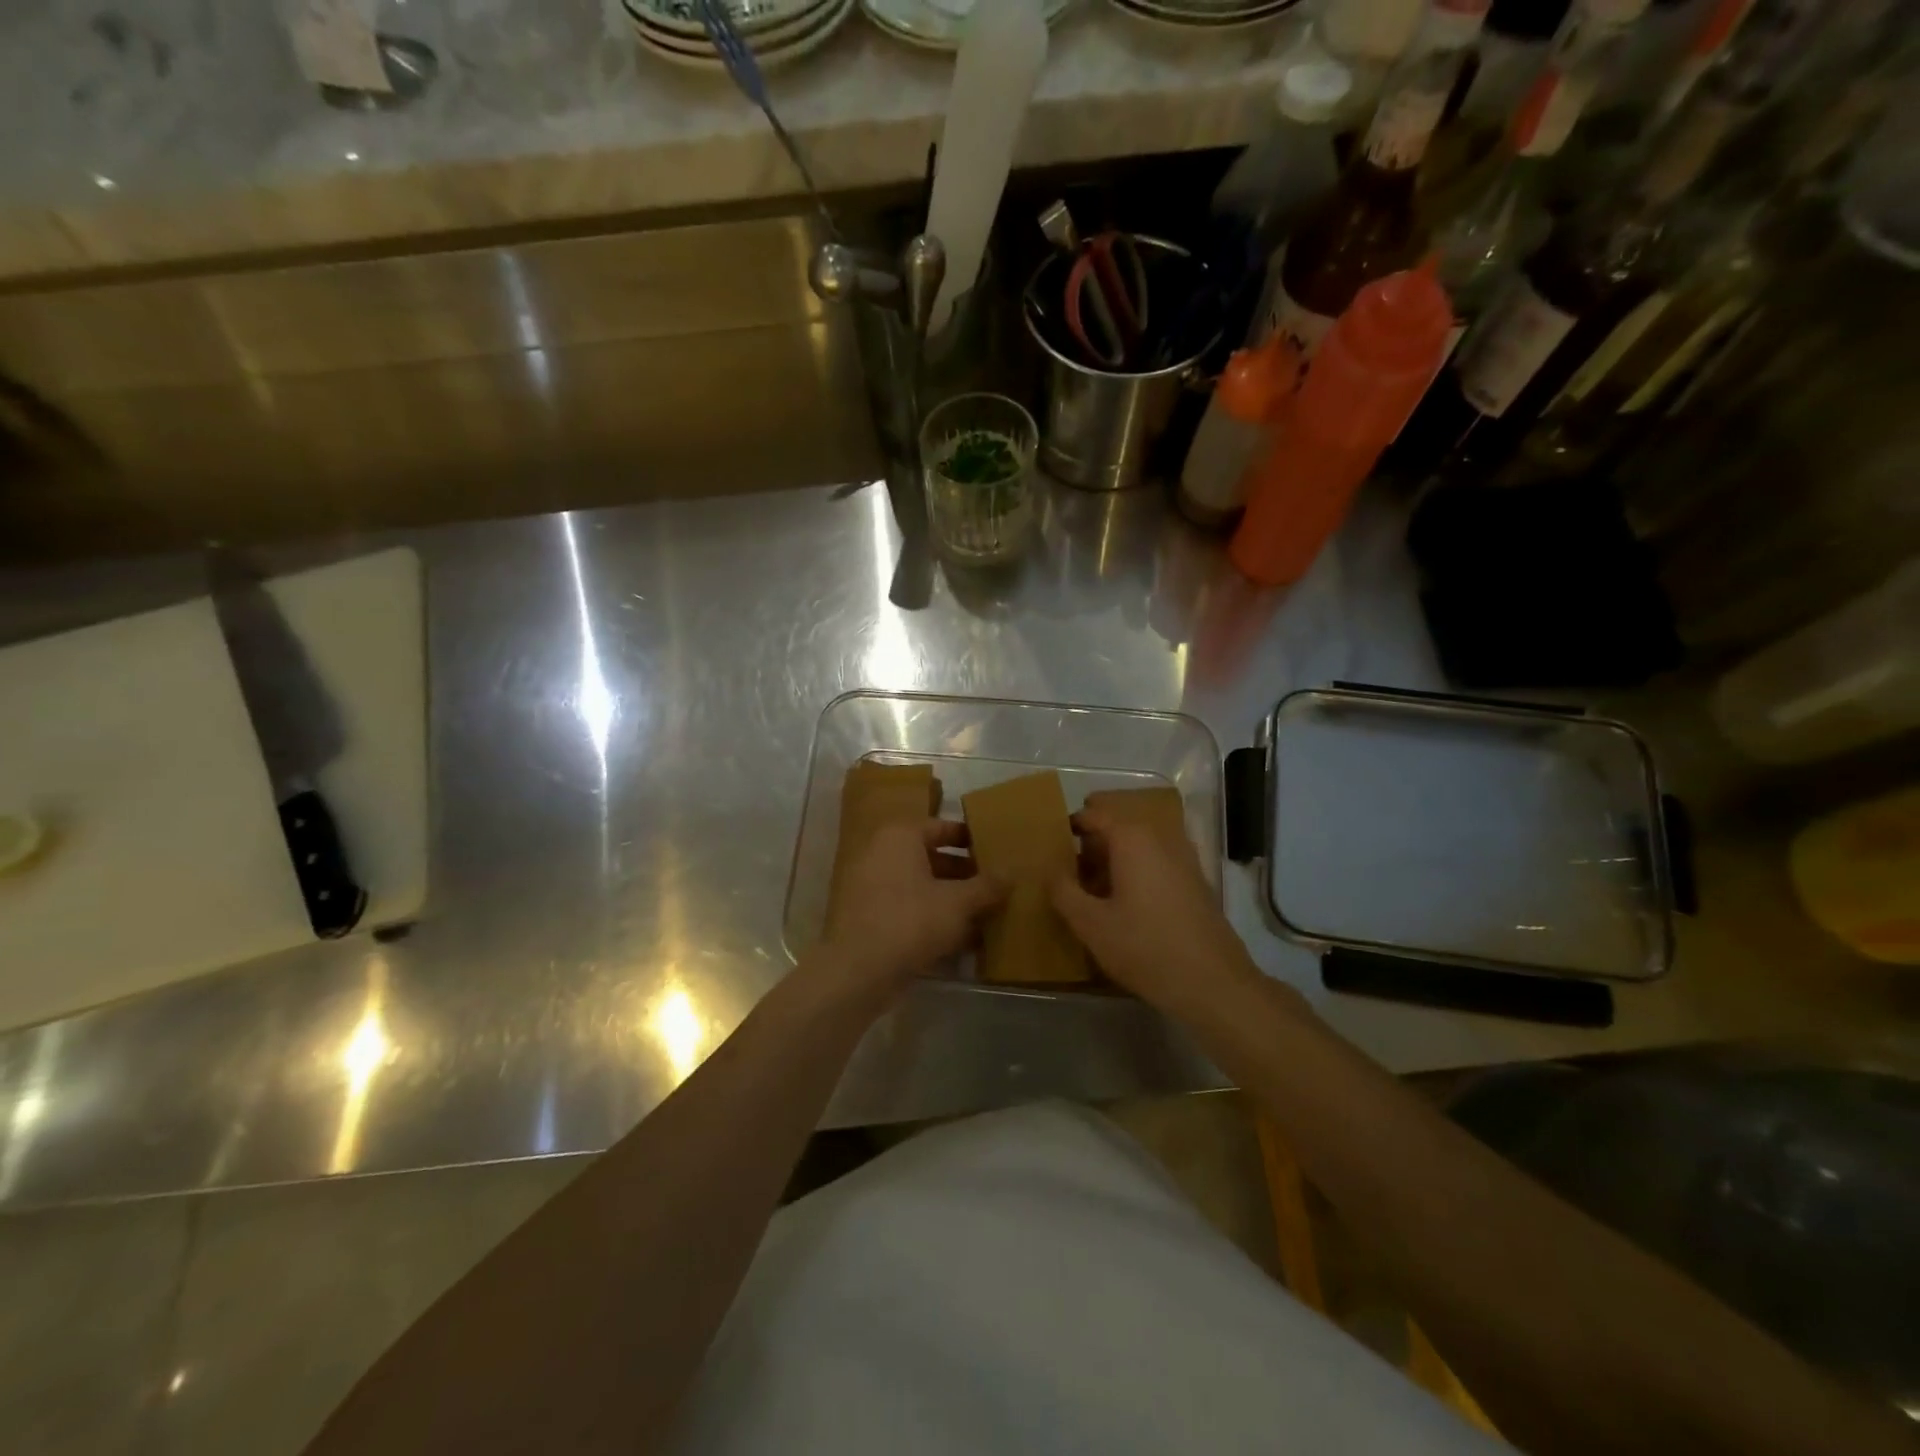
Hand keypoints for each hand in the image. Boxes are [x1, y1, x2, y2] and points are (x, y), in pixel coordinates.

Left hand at [815, 820, 1003, 1008]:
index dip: (971, 839)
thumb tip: (1012, 873)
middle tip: (996, 887)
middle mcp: (881, 855)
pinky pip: (908, 910)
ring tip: (986, 916)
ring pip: (921, 887)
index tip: (996, 851)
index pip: (942, 827)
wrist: (857, 972)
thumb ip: (987, 886)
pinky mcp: (869, 919)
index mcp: (900, 837)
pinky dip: (933, 920)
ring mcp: (871, 888)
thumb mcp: (958, 903)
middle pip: (932, 858)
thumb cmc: (910, 921)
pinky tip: (962, 941)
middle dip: (965, 875)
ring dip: (951, 900)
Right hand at [1049, 805, 1262, 1024]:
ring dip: (1112, 860)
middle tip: (1066, 873)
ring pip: (1137, 845)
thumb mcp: (1091, 924)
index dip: (1069, 827)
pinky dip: (1134, 872)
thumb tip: (1051, 869)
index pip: (1093, 814)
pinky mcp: (1194, 881)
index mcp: (1132, 838)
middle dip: (1090, 844)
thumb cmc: (1146, 947)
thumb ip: (1063, 891)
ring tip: (1089, 890)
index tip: (1049, 849)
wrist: (1214, 983)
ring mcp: (1183, 858)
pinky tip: (1122, 905)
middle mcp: (1160, 837)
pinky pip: (1154, 862)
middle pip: (1116, 826)